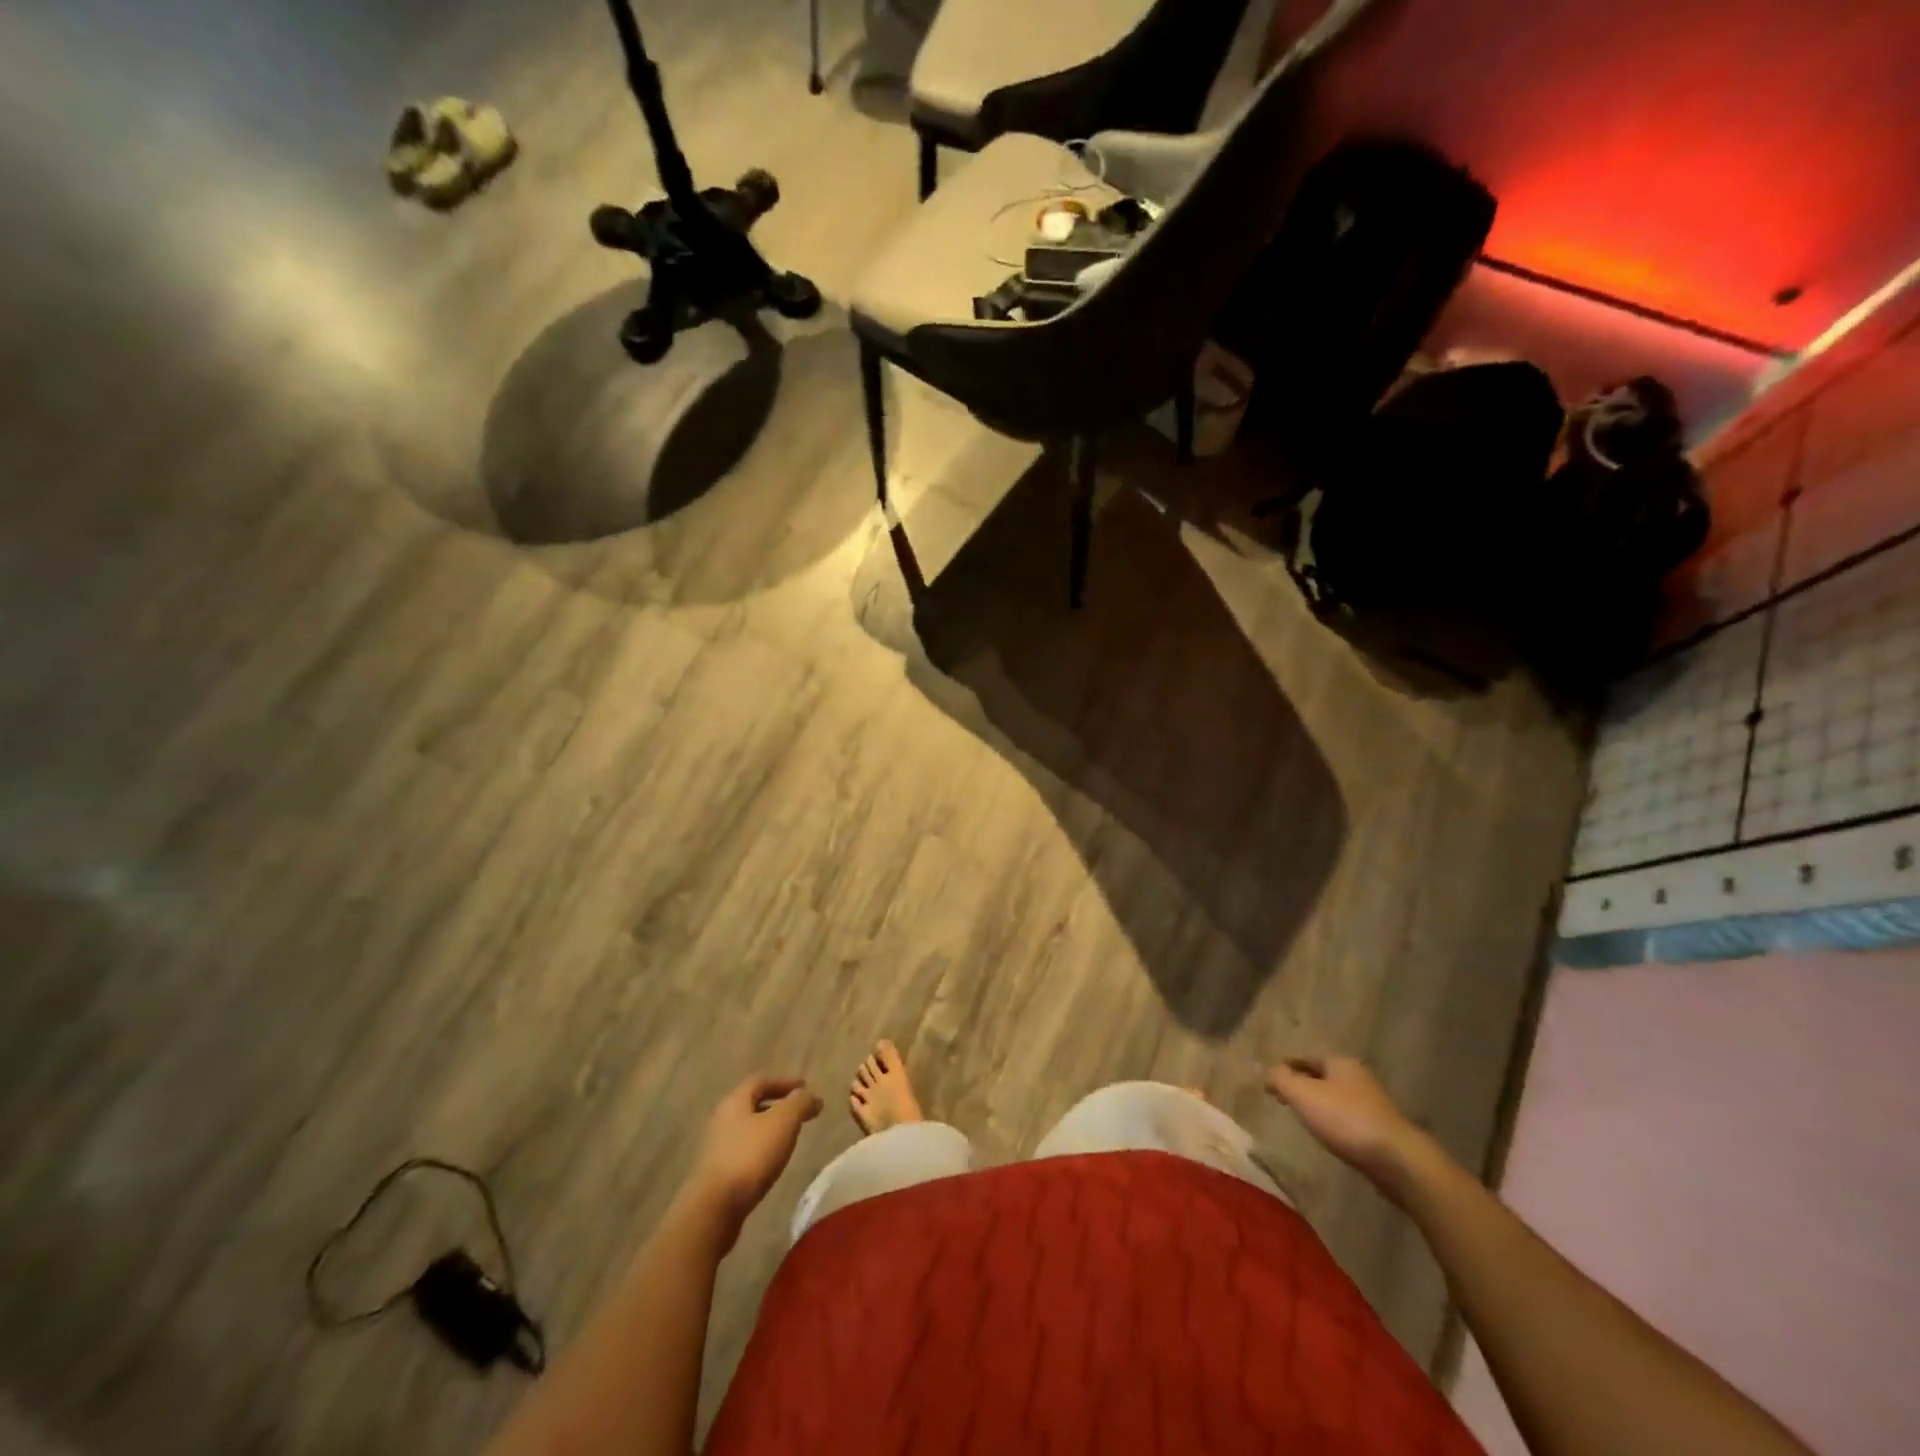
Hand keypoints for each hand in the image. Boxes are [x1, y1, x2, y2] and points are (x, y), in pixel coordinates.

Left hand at [686, 1075, 822, 1245]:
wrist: (714, 1208)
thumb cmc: (750, 1156)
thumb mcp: (783, 1122)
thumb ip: (800, 1103)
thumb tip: (812, 1096)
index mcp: (735, 1101)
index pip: (761, 1081)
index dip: (784, 1082)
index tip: (805, 1087)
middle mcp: (721, 1119)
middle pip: (752, 1104)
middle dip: (777, 1105)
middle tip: (799, 1112)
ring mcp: (716, 1147)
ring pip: (747, 1128)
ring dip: (768, 1128)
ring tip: (788, 1138)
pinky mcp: (716, 1173)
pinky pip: (743, 1151)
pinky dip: (760, 1149)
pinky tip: (771, 1163)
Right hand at [1265, 1056, 1425, 1198]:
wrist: (1397, 1160)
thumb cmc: (1345, 1119)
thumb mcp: (1303, 1094)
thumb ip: (1281, 1079)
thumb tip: (1269, 1072)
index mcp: (1340, 1062)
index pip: (1306, 1057)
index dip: (1286, 1066)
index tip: (1271, 1079)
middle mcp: (1358, 1077)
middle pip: (1322, 1076)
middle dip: (1303, 1084)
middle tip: (1284, 1097)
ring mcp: (1373, 1104)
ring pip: (1336, 1097)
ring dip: (1319, 1103)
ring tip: (1303, 1116)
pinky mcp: (1381, 1129)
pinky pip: (1348, 1117)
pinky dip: (1334, 1121)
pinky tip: (1328, 1134)